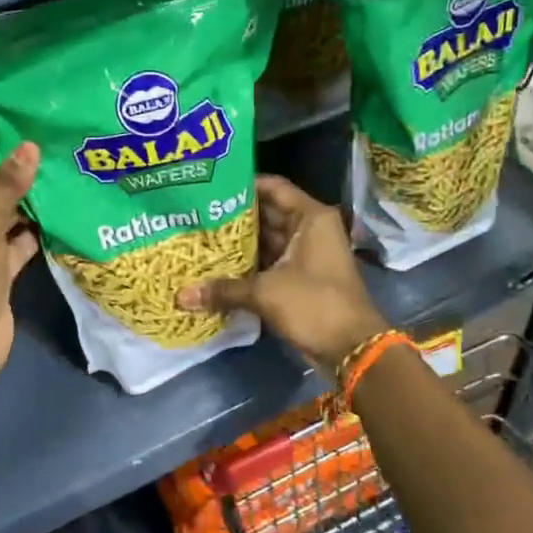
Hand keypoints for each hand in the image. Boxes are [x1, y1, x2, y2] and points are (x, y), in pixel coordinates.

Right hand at [177, 175, 387, 376]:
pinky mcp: (300, 279)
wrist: (352, 348)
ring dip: (239, 243)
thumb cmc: (314, 304)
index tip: (210, 185)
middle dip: (234, 216)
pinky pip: (270, 263)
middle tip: (196, 214)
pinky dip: (248, 266)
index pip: (273, 187)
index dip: (243, 184)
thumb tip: (180, 296)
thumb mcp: (266, 292)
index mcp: (310, 217)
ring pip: (267, 241)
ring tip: (199, 238)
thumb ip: (224, 290)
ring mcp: (306, 255)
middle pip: (267, 213)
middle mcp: (310, 229)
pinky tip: (217, 267)